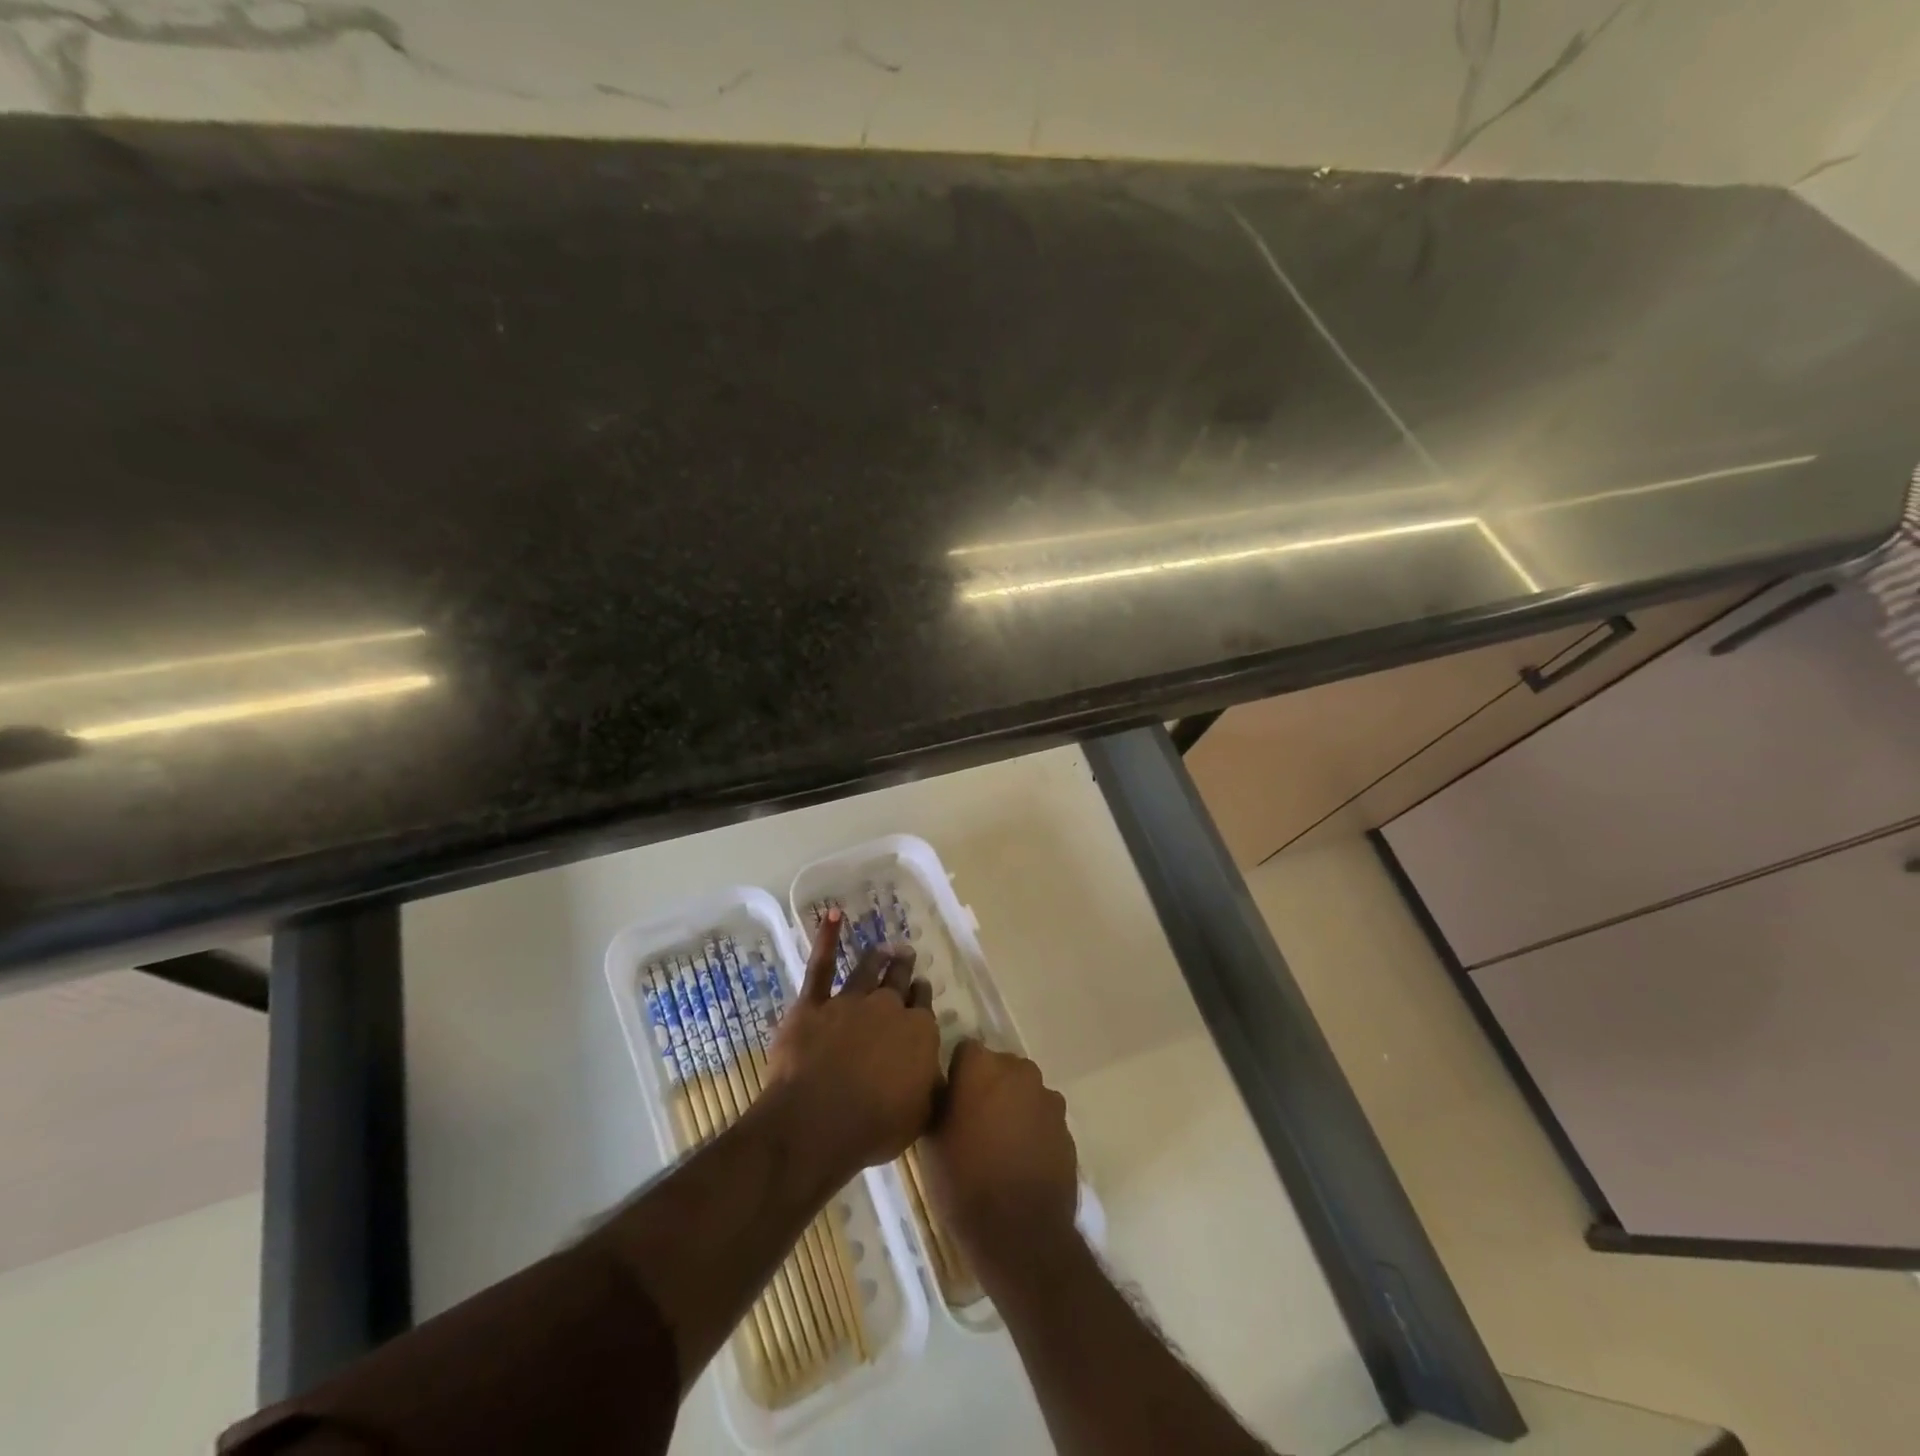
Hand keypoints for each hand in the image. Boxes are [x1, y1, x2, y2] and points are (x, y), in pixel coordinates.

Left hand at [765, 908, 942, 1181]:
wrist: (819, 1120)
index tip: (921, 989)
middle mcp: (888, 1008)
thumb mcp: (921, 1114)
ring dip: (878, 956)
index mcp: (918, 1032)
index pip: (923, 1007)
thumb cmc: (874, 1126)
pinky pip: (820, 966)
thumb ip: (930, 1085)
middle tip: (907, 956)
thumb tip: (935, 1070)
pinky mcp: (812, 1004)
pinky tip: (832, 916)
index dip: (922, 997)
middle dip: (905, 969)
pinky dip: (826, 938)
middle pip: (899, 982)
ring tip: (885, 946)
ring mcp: (849, 1001)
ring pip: (867, 970)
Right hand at [920, 1040, 1079, 1289]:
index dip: (957, 1075)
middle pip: (999, 1067)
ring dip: (1012, 1106)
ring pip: (1023, 1091)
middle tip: (973, 1123)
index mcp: (982, 1066)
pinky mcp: (1066, 1126)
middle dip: (988, 1086)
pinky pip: (1042, 1117)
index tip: (950, 1101)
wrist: (1020, 1233)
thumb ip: (938, 1101)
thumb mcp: (931, 1141)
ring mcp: (1047, 1098)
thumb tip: (943, 1089)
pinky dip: (1032, 1129)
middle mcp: (1018, 1071)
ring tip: (999, 1145)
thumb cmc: (963, 1182)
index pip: (965, 1052)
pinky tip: (1021, 1161)